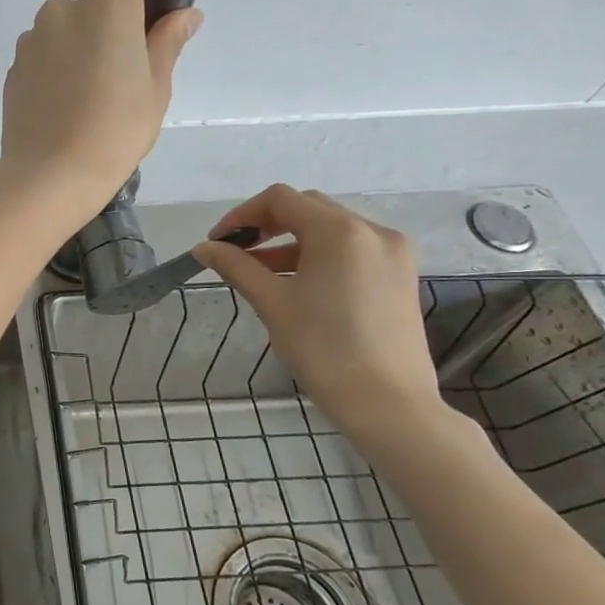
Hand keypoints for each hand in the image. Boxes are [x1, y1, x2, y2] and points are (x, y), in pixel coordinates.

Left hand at [0, 0, 201, 218]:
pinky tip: (64, 108)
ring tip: (89, 98)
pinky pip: (43, 57)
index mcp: (108, 6)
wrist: (50, 175)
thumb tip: (185, 14)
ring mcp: (32, 39)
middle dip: (111, 27)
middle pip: (95, 4)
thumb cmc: (115, 130)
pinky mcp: (13, 68)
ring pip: (65, 32)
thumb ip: (167, 42)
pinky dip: (56, 71)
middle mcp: (64, 10)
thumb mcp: (156, 88)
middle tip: (124, 72)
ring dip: (79, 49)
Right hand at [194, 185, 443, 439]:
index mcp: (341, 232)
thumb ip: (236, 267)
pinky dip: (320, 257)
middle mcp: (373, 231)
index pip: (281, 200)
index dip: (242, 215)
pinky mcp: (401, 276)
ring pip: (331, 230)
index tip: (218, 243)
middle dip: (267, 225)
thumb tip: (203, 248)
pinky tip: (298, 285)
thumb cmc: (323, 349)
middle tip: (236, 254)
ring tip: (260, 273)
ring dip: (292, 242)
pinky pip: (352, 250)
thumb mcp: (272, 303)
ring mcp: (394, 253)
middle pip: (308, 209)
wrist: (388, 404)